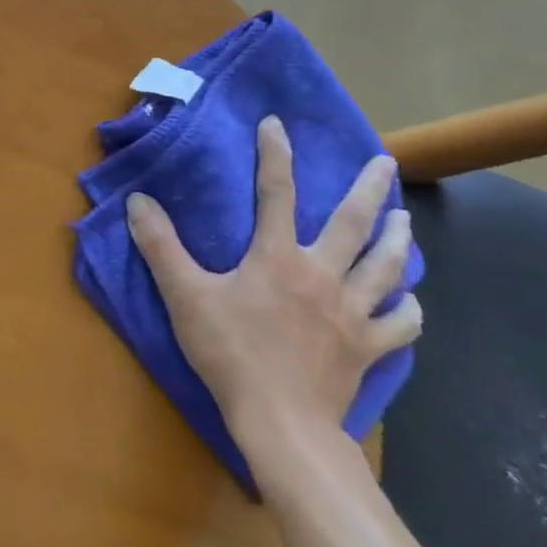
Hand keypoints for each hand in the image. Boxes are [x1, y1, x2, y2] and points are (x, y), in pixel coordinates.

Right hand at [124, 116, 420, 457]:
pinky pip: (398, 323)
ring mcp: (352, 312)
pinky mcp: (368, 347)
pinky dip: (406, 307)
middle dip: (369, 188)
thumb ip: (161, 247)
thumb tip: (138, 201)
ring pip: (385, 266)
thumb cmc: (230, 353)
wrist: (281, 421)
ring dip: (397, 239)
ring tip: (404, 218)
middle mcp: (322, 274)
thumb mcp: (185, 297)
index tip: (277, 125)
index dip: (275, 155)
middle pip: (354, 223)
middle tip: (385, 162)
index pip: (276, 193)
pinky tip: (407, 301)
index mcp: (277, 258)